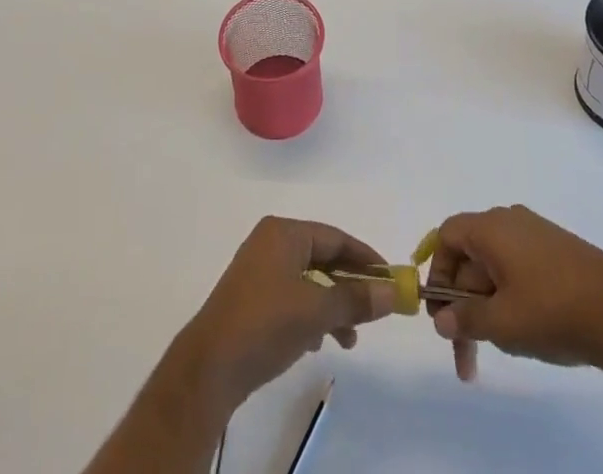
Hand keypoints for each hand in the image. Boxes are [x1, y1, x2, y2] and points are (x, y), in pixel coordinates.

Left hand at [175, 217, 395, 412]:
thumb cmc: (265, 324)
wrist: (210, 368)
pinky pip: (292, 298)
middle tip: (373, 312)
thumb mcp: (316, 311)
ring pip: (308, 282)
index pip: (335, 237)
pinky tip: (317, 343)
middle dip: (349, 287)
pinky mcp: (252, 299)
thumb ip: (355, 299)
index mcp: (284, 233)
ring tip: (348, 339)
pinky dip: (310, 315)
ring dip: (332, 307)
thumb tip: (393, 293)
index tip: (390, 279)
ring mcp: (259, 271)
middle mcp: (271, 243)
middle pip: (322, 258)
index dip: (365, 258)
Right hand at [426, 204, 602, 380]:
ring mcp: (536, 235)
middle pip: (470, 258)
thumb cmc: (551, 311)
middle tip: (464, 357)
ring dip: (486, 309)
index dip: (437, 272)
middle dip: (463, 307)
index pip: (447, 237)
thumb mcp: (501, 322)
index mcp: (490, 227)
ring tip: (497, 352)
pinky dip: (509, 300)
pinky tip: (524, 333)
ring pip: (494, 270)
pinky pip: (517, 270)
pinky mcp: (556, 253)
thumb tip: (440, 317)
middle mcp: (509, 221)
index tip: (440, 313)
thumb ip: (465, 319)